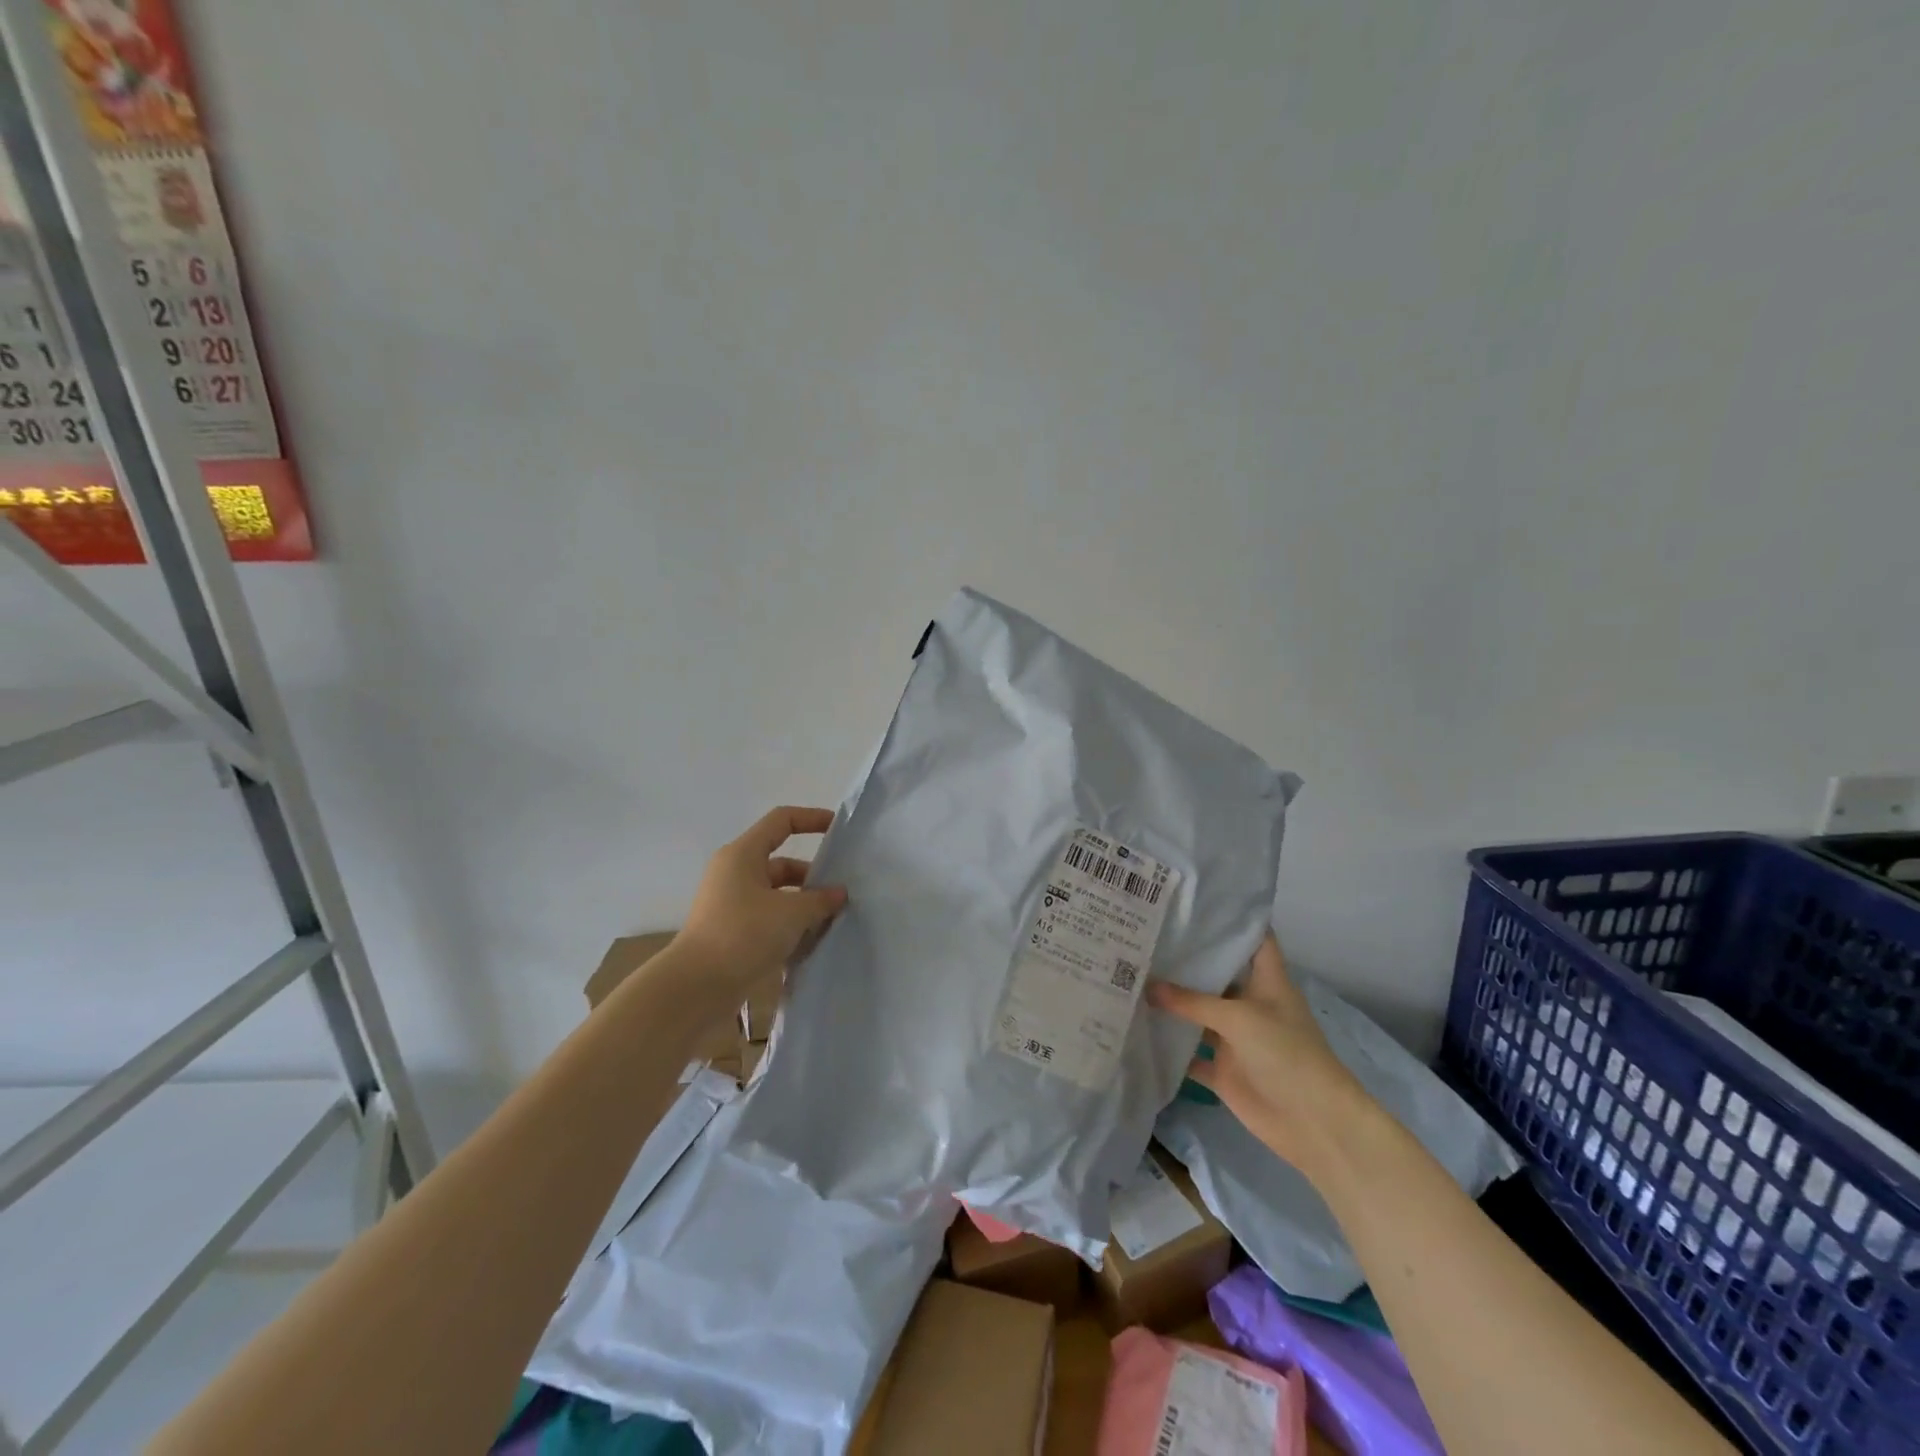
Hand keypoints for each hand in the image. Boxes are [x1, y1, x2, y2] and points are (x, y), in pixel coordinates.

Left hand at [676, 806, 847, 1005]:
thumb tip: (839, 894)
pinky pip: (769, 917)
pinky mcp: (732, 931)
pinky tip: (813, 941)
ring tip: (833, 920)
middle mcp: (735, 873)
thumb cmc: (743, 934)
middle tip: (843, 892)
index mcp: (743, 854)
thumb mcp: (791, 913)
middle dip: (813, 875)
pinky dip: (790, 925)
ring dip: (804, 904)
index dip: (812, 819)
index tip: (839, 830)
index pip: (781, 820)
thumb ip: (820, 900)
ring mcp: (732, 904)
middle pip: (782, 862)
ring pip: (777, 893)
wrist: (696, 987)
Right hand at [1149, 931, 1374, 1183]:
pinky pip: (1190, 1054)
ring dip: (1172, 1002)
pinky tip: (1136, 1028)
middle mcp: (1250, 1004)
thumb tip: (1146, 986)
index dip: (1231, 919)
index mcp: (1267, 981)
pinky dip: (1169, 1046)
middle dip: (1186, 959)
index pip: (1253, 938)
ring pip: (1198, 1014)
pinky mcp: (1223, 1070)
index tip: (1194, 902)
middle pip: (1216, 975)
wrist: (1313, 1123)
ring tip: (1131, 974)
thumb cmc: (1286, 1054)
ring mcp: (1235, 1038)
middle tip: (1145, 935)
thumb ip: (1192, 1001)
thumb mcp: (1239, 1017)